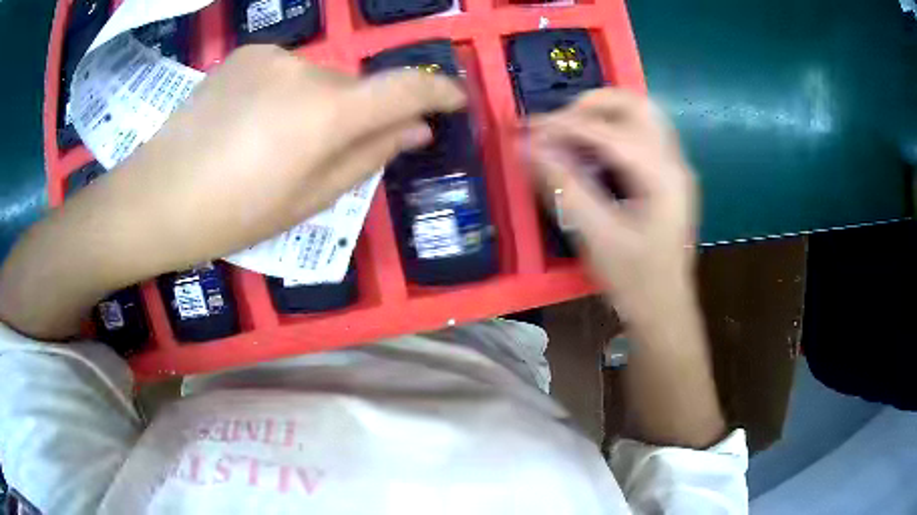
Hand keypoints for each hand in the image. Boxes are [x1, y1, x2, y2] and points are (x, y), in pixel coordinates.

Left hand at [0, 45, 465, 338]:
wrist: (155, 197)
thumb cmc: (231, 215)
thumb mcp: (308, 201)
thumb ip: (368, 157)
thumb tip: (414, 131)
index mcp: (326, 113)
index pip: (404, 89)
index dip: (438, 93)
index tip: (454, 101)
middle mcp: (305, 69)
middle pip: (355, 87)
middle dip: (358, 116)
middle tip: (328, 155)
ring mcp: (272, 56)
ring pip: (321, 79)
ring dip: (320, 106)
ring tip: (279, 145)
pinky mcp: (246, 53)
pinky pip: (288, 71)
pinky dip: (289, 93)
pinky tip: (255, 123)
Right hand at [523, 89, 725, 447]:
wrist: (665, 310)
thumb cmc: (635, 281)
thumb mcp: (596, 236)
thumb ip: (563, 186)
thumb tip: (527, 147)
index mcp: (662, 177)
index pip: (609, 131)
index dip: (563, 124)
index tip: (526, 127)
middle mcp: (674, 162)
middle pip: (636, 104)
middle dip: (591, 105)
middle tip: (558, 125)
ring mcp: (674, 167)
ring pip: (640, 115)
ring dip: (602, 115)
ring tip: (569, 136)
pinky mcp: (668, 176)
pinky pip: (640, 135)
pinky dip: (612, 132)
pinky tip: (591, 153)